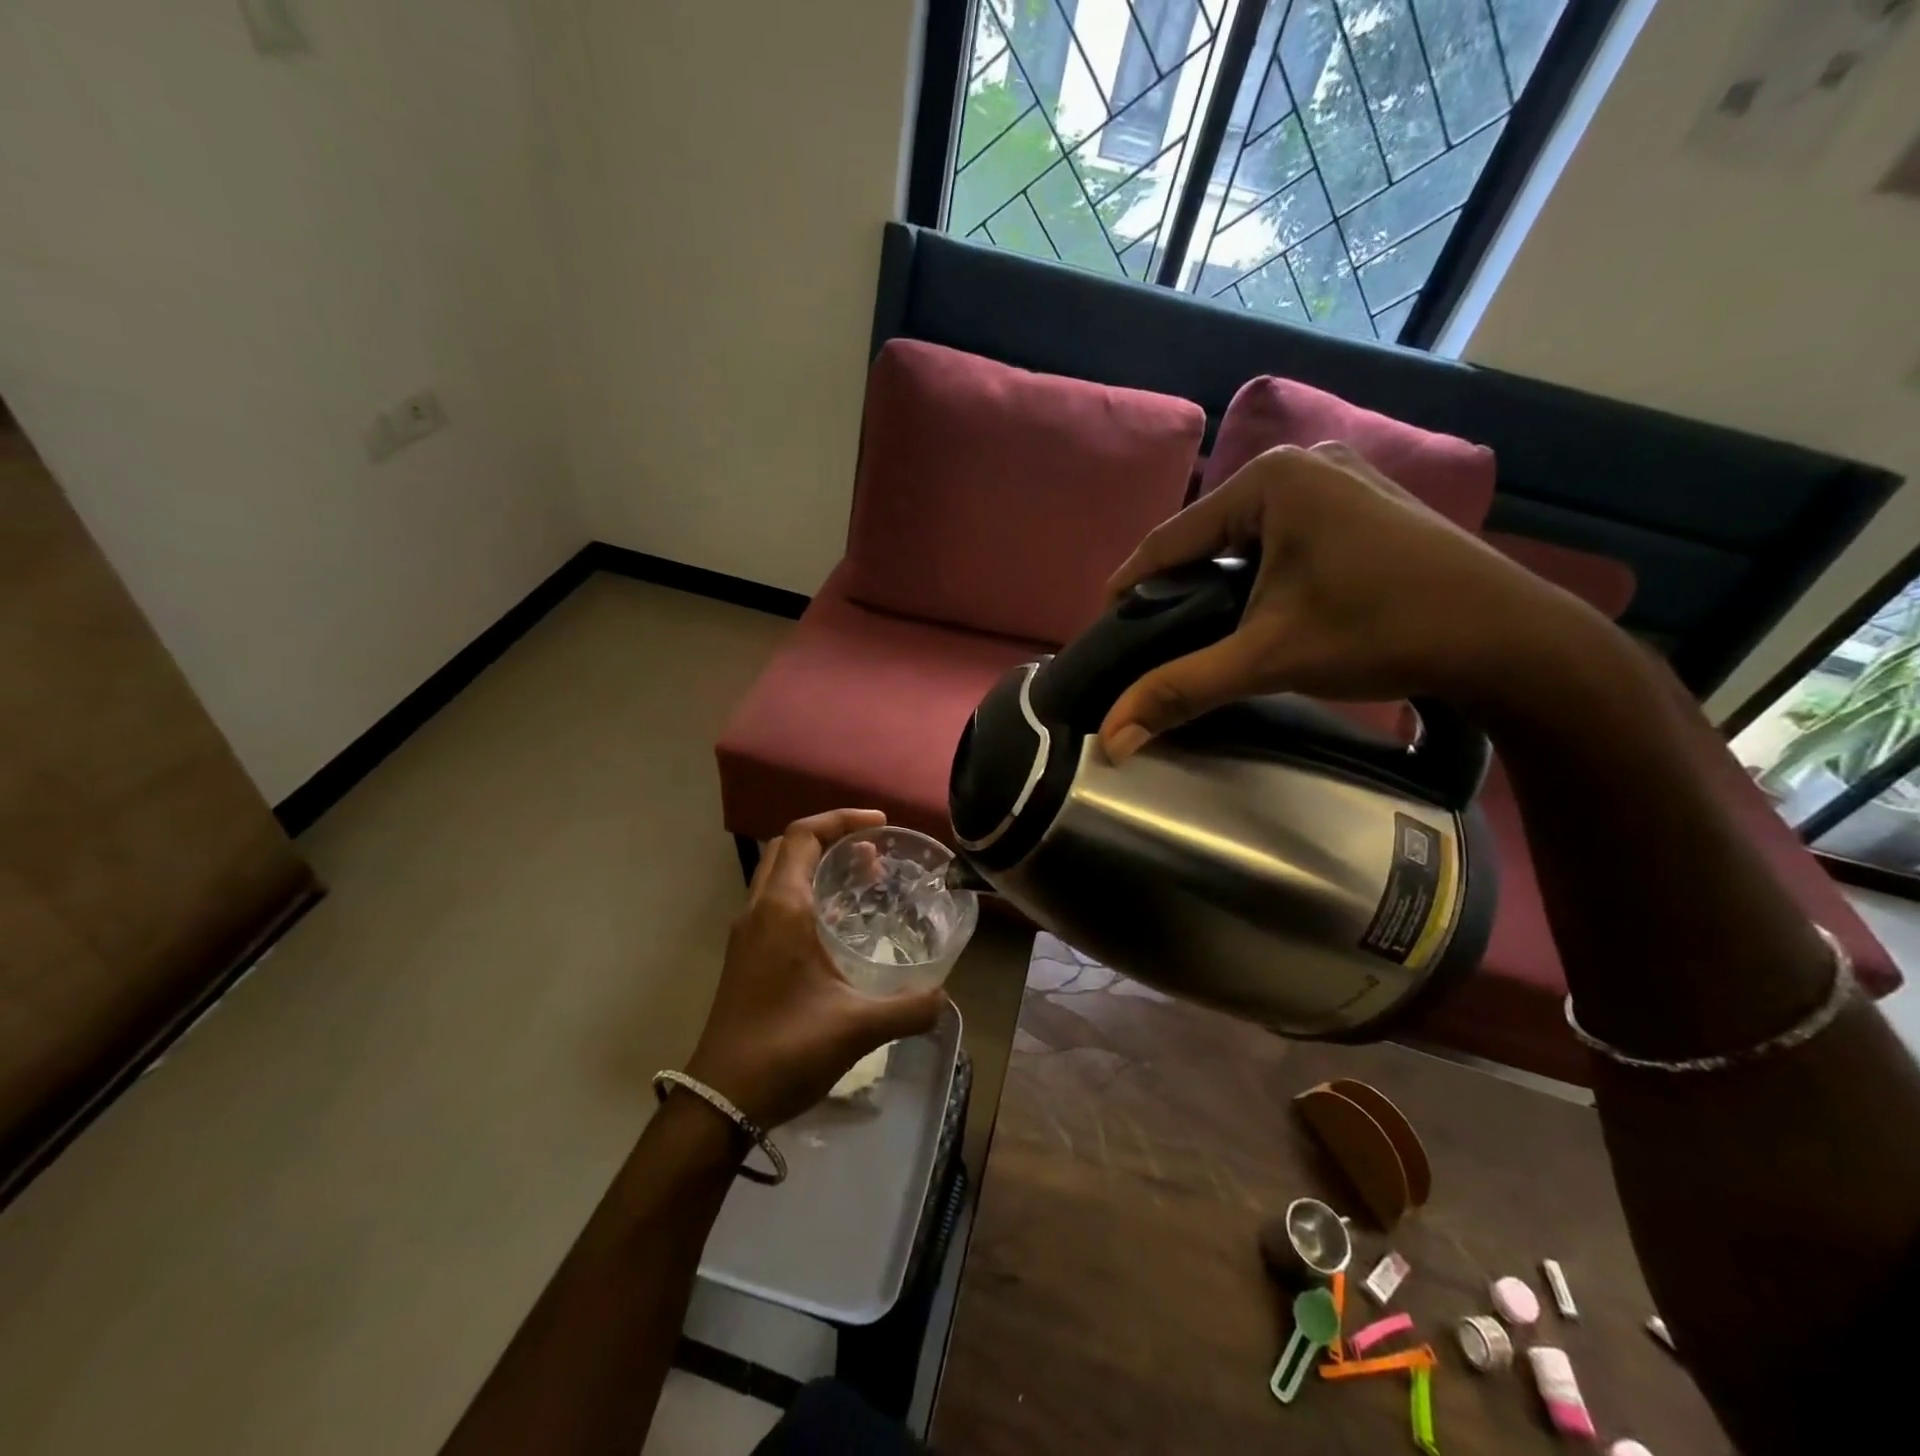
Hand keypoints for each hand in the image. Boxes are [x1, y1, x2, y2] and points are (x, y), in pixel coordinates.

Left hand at [685, 810, 947, 1129]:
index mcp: (782, 909)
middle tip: (875, 853)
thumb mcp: (857, 1028)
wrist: (720, 1101)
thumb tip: (944, 997)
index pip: (804, 835)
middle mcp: (759, 910)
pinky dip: (806, 893)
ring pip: (779, 874)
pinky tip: (838, 927)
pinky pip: (775, 903)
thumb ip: (910, 1008)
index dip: (842, 819)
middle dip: (831, 837)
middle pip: (788, 847)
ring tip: (863, 881)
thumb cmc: (785, 1050)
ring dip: (817, 865)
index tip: (880, 824)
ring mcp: (747, 934)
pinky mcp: (744, 957)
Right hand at [1098, 443, 1608, 759]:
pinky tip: (1250, 606)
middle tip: (1148, 637)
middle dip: (1174, 586)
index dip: (1129, 588)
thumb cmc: (1382, 633)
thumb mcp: (1268, 659)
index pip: (1170, 539)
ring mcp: (1339, 477)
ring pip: (1245, 535)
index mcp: (1271, 479)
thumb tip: (1110, 741)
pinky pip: (1282, 534)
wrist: (1510, 641)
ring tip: (1191, 627)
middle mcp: (1302, 462)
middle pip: (1207, 534)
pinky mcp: (1362, 501)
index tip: (1101, 628)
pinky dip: (1256, 570)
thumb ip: (1181, 690)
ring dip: (1215, 579)